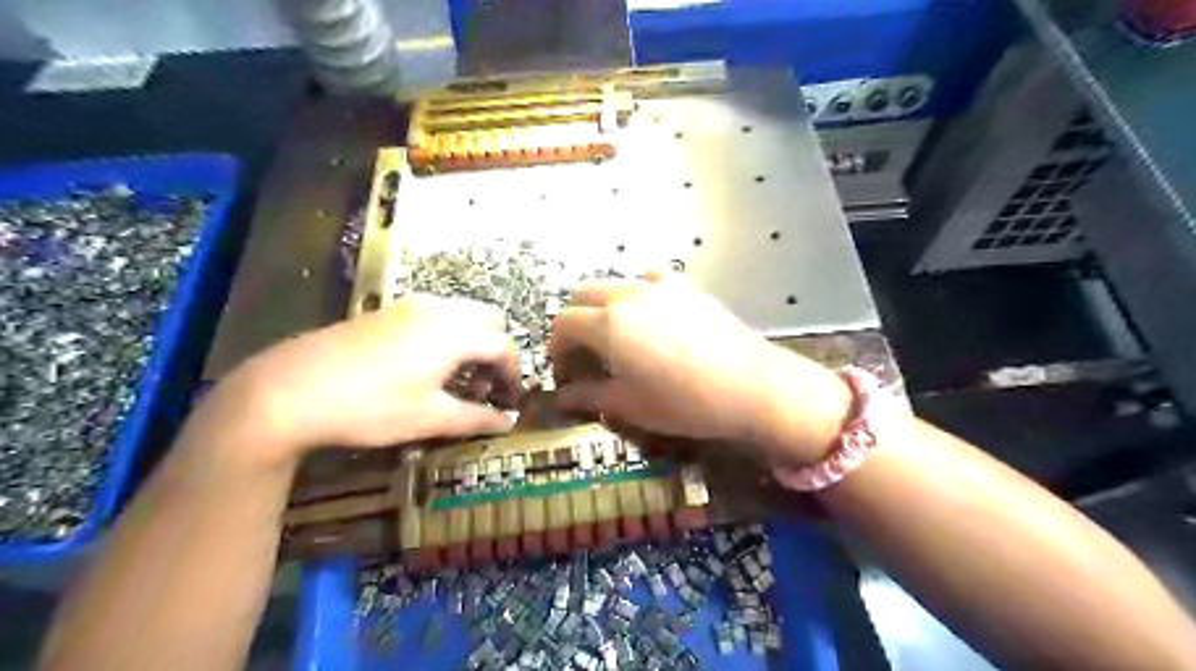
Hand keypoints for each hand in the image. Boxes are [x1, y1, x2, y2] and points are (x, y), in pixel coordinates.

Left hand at [207, 297, 524, 462]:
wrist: (289, 389)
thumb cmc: (372, 406)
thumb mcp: (430, 418)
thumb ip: (476, 418)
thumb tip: (506, 423)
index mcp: (456, 332)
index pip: (504, 346)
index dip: (513, 376)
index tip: (510, 404)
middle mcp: (438, 309)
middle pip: (486, 324)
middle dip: (493, 357)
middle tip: (481, 391)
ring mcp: (409, 306)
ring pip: (459, 318)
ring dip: (469, 347)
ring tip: (453, 383)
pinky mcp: (385, 312)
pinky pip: (433, 318)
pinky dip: (445, 340)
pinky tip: (424, 370)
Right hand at [548, 269, 849, 462]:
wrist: (751, 386)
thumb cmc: (685, 403)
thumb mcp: (630, 406)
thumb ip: (589, 396)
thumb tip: (564, 396)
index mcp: (608, 324)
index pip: (563, 323)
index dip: (557, 348)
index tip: (566, 373)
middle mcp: (628, 295)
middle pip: (582, 295)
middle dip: (574, 323)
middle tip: (585, 355)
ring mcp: (660, 286)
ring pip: (615, 285)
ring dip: (603, 307)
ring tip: (617, 337)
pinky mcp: (688, 287)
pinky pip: (651, 281)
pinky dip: (639, 294)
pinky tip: (653, 318)